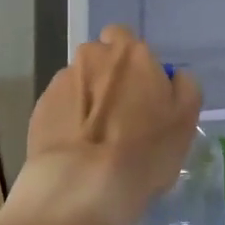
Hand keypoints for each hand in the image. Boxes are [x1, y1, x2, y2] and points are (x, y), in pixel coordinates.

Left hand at [21, 26, 202, 224]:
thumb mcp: (186, 120)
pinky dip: (68, 121)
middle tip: (122, 114)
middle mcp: (92, 57)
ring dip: (88, 100)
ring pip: (79, 82)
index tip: (142, 90)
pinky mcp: (39, 109)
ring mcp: (61, 82)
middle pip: (100, 58)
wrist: (81, 186)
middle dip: (108, 77)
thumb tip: (173, 77)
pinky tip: (78, 149)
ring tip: (96, 138)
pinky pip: (60, 108)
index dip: (133, 61)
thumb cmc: (144, 150)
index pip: (125, 37)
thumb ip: (184, 87)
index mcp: (130, 53)